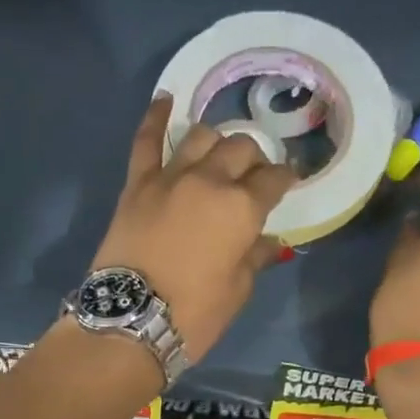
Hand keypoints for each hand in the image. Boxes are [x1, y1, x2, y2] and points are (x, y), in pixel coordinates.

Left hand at [90, 96, 298, 360]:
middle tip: (254, 176)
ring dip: (217, 140)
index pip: (273, 180)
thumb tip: (270, 241)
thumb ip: (255, 258)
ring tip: (220, 153)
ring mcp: (170, 177)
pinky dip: (157, 116)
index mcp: (242, 208)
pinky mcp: (137, 184)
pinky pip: (147, 140)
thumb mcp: (238, 291)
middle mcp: (210, 180)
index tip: (288, 182)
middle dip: (254, 159)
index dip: (285, 179)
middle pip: (240, 149)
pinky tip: (167, 99)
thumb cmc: (195, 314)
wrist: (131, 320)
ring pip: (201, 136)